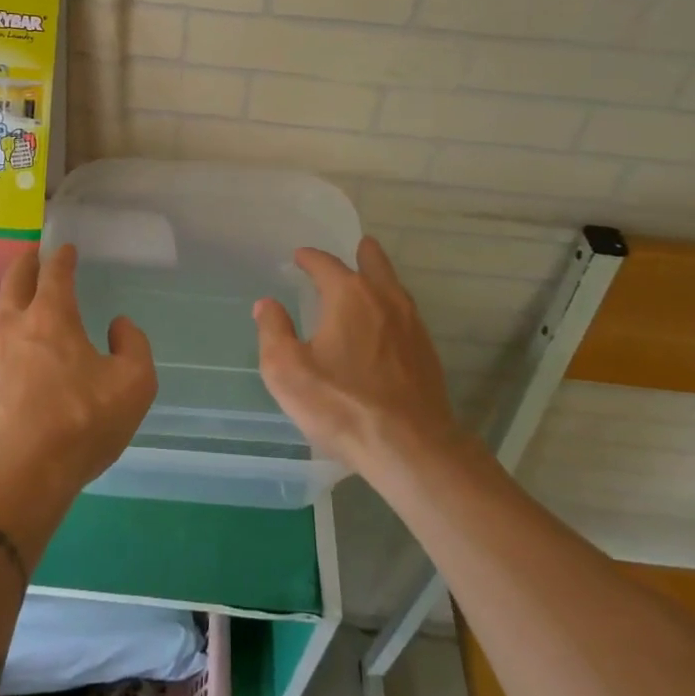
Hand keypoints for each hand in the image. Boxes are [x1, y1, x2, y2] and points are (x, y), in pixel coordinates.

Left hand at [0, 245, 156, 501]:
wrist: (21, 475)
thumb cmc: (81, 422)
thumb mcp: (133, 383)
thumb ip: (133, 345)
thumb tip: (118, 325)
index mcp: (51, 315)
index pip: (54, 272)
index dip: (61, 256)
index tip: (66, 248)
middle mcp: (15, 324)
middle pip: (15, 279)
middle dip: (27, 262)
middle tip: (35, 254)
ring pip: (0, 308)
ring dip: (13, 293)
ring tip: (24, 294)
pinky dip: (7, 325)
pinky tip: (16, 341)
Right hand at [254, 237, 463, 479]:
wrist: (410, 447)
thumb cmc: (341, 403)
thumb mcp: (287, 370)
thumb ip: (273, 331)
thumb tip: (267, 304)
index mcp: (349, 295)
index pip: (326, 264)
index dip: (309, 258)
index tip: (299, 258)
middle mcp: (384, 299)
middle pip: (374, 263)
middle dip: (362, 254)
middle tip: (355, 248)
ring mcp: (412, 325)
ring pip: (395, 288)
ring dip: (380, 279)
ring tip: (369, 282)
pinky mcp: (427, 353)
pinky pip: (406, 316)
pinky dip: (393, 309)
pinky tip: (386, 326)